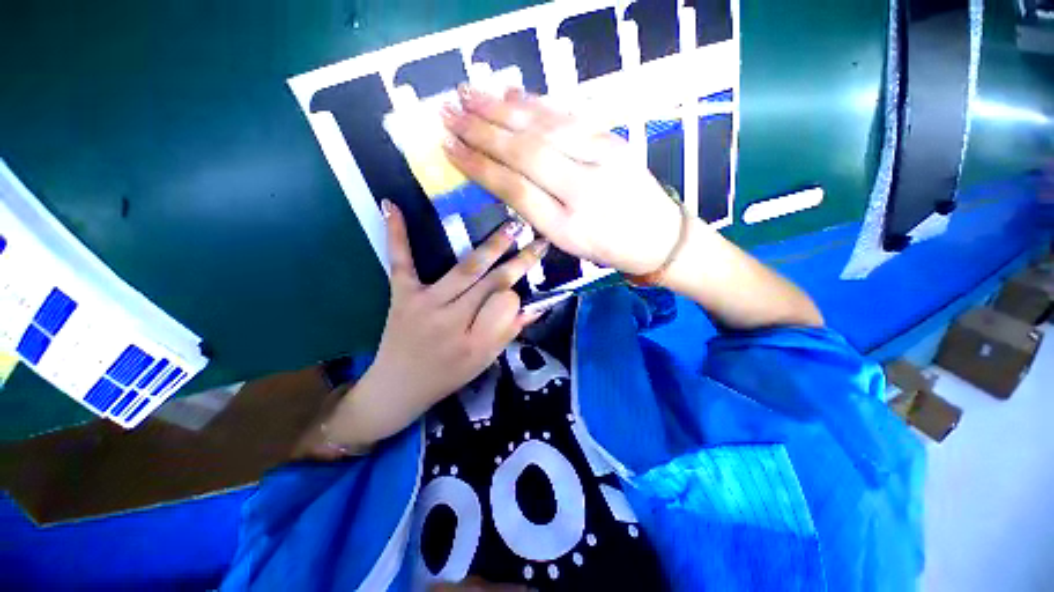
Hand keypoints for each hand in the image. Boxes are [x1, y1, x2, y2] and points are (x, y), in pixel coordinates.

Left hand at [304, 200, 546, 455]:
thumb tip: (535, 306)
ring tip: (511, 227)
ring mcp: (423, 303)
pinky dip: (397, 234)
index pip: (505, 305)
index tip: (525, 283)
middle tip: (537, 239)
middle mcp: (451, 320)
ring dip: (490, 247)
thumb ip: (508, 332)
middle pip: (491, 283)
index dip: (517, 293)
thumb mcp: (483, 362)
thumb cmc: (446, 377)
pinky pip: (401, 261)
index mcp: (473, 342)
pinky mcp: (401, 295)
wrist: (397, 387)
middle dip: (518, 261)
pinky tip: (392, 206)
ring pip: (463, 269)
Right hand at [441, 86, 682, 275]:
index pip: (515, 189)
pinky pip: (568, 117)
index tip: (449, 149)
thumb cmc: (609, 248)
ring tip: (468, 94)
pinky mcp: (613, 140)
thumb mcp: (567, 244)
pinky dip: (535, 103)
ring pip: (544, 128)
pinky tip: (511, 94)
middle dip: (482, 131)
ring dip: (501, 109)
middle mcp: (584, 187)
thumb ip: (536, 211)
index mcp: (568, 226)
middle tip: (448, 111)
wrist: (659, 237)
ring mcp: (602, 157)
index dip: (479, 167)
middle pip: (525, 153)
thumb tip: (502, 176)